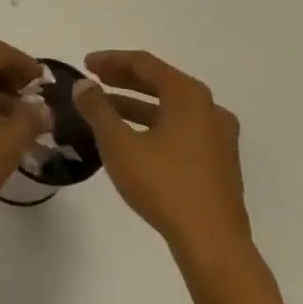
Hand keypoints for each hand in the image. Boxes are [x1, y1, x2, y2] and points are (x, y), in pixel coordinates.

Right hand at [72, 50, 252, 264]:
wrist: (212, 243)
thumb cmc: (163, 184)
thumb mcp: (119, 143)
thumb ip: (97, 109)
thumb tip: (83, 85)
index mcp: (188, 96)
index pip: (145, 63)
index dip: (111, 60)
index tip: (85, 64)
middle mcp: (209, 108)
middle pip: (161, 82)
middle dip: (124, 80)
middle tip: (94, 81)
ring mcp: (219, 136)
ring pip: (171, 108)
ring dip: (136, 104)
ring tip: (105, 110)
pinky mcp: (219, 162)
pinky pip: (181, 128)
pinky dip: (154, 124)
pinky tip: (132, 138)